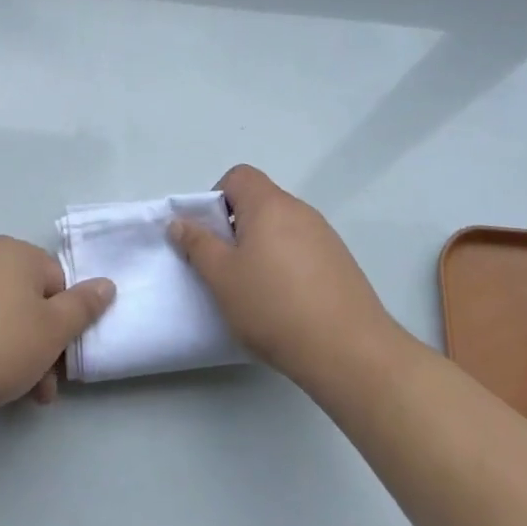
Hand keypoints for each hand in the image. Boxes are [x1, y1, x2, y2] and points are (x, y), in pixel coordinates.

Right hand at [170, 165, 398, 387]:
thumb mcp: (221, 277)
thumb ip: (197, 244)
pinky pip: (303, 250)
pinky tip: (285, 303)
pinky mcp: (340, 262)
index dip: (216, 198)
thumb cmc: (273, 306)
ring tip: (255, 290)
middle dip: (236, 228)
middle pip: (260, 202)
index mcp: (269, 204)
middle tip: (226, 268)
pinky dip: (287, 265)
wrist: (347, 349)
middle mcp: (300, 210)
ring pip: (281, 228)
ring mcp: (325, 236)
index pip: (239, 176)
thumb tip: (179, 221)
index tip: (210, 236)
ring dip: (262, 248)